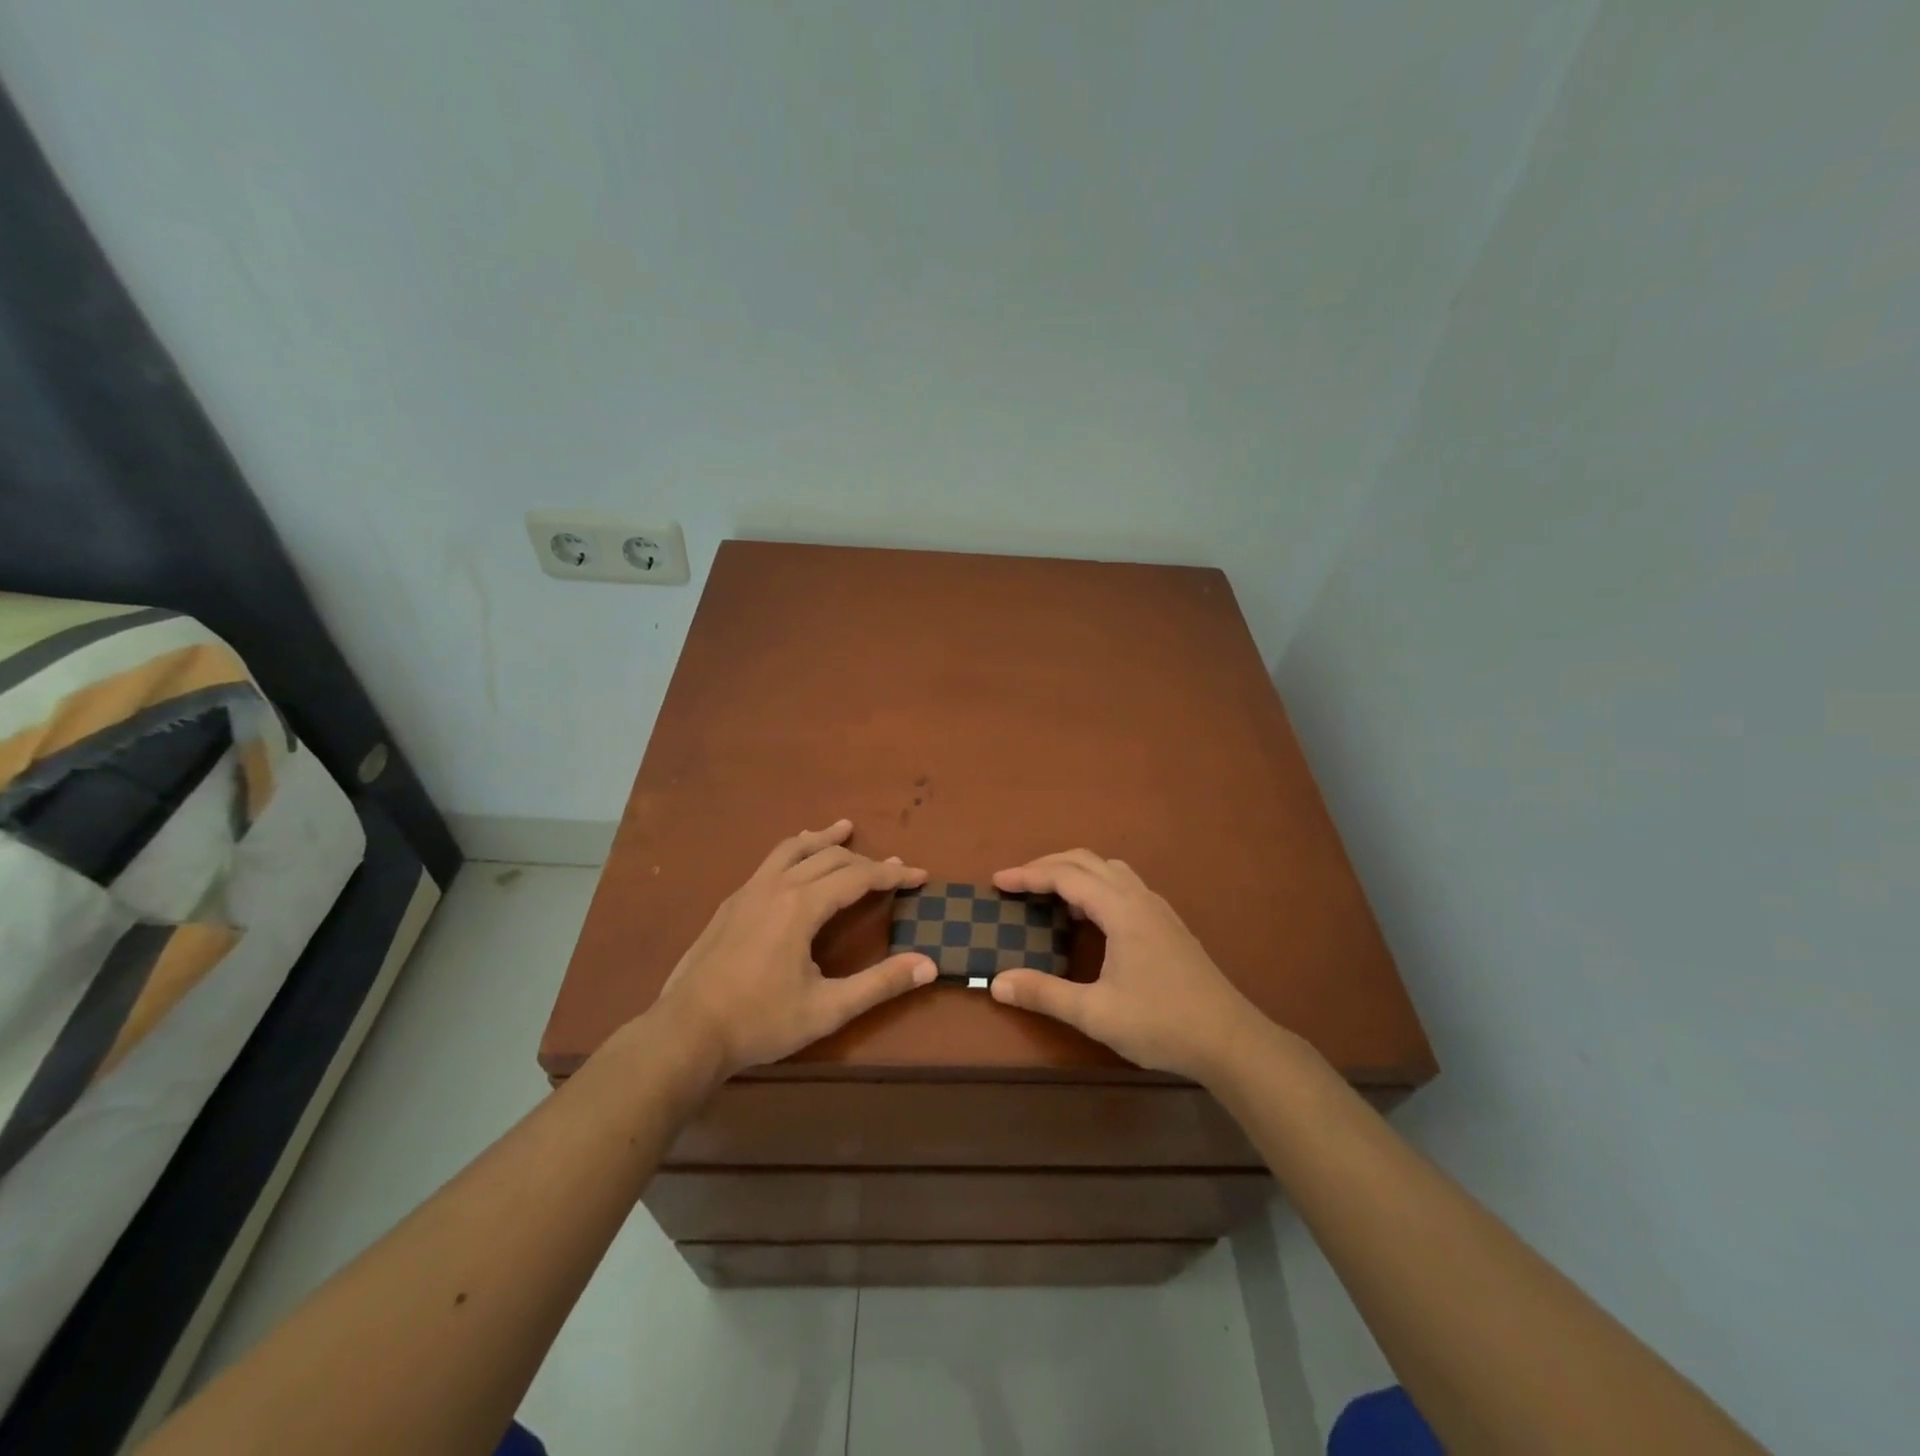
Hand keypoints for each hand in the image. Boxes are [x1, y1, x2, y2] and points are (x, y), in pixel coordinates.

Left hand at [651, 820, 935, 1080]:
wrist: (686, 1032)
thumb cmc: (760, 1021)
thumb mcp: (827, 1009)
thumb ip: (880, 984)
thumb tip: (929, 964)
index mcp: (801, 906)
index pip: (858, 877)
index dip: (892, 876)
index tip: (919, 876)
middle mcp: (776, 887)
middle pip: (830, 858)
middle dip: (866, 861)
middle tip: (894, 867)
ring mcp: (748, 892)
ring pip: (793, 849)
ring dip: (824, 838)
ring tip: (844, 828)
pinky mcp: (731, 904)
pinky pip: (770, 862)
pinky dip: (794, 851)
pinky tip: (794, 864)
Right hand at [989, 850, 1265, 1080]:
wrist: (1230, 1040)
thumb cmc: (1161, 1023)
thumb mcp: (1096, 1013)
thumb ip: (1044, 994)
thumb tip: (996, 982)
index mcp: (1121, 910)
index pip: (1066, 876)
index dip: (1028, 875)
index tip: (997, 881)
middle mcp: (1139, 898)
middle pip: (1087, 861)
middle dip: (1048, 866)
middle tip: (1016, 882)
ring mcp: (1158, 908)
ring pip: (1109, 870)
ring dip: (1075, 873)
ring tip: (1050, 896)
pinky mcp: (1168, 924)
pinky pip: (1124, 886)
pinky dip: (1096, 886)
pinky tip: (1090, 918)